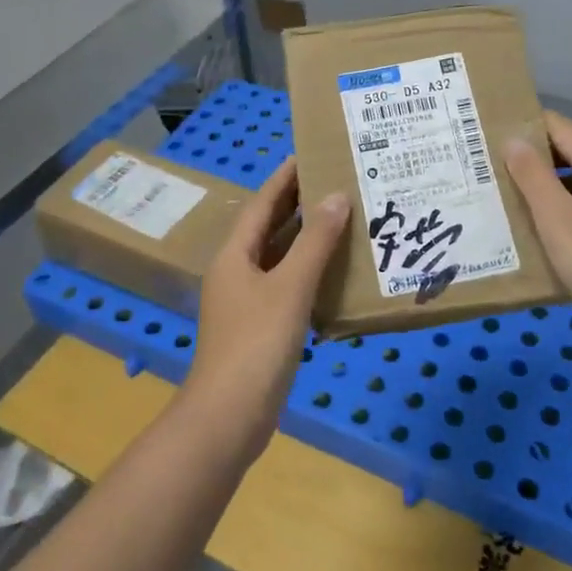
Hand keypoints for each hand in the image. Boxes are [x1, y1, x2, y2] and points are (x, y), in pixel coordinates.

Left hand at [179, 158, 350, 461]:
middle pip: (269, 227)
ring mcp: (246, 301)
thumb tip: (336, 196)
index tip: (309, 152)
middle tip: (335, 180)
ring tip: (343, 218)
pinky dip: (308, 272)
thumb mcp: (289, 287)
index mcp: (235, 254)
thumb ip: (314, 242)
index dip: (284, 178)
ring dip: (306, 239)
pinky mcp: (260, 327)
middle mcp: (237, 271)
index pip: (262, 203)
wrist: (228, 418)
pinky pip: (286, 285)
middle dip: (298, 204)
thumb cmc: (256, 344)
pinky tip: (335, 272)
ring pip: (279, 257)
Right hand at [505, 110, 571, 344]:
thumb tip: (513, 138)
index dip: (528, 124)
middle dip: (548, 146)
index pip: (561, 126)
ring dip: (559, 174)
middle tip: (514, 162)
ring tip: (524, 190)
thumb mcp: (556, 218)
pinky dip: (571, 199)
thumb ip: (532, 176)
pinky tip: (550, 224)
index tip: (492, 132)